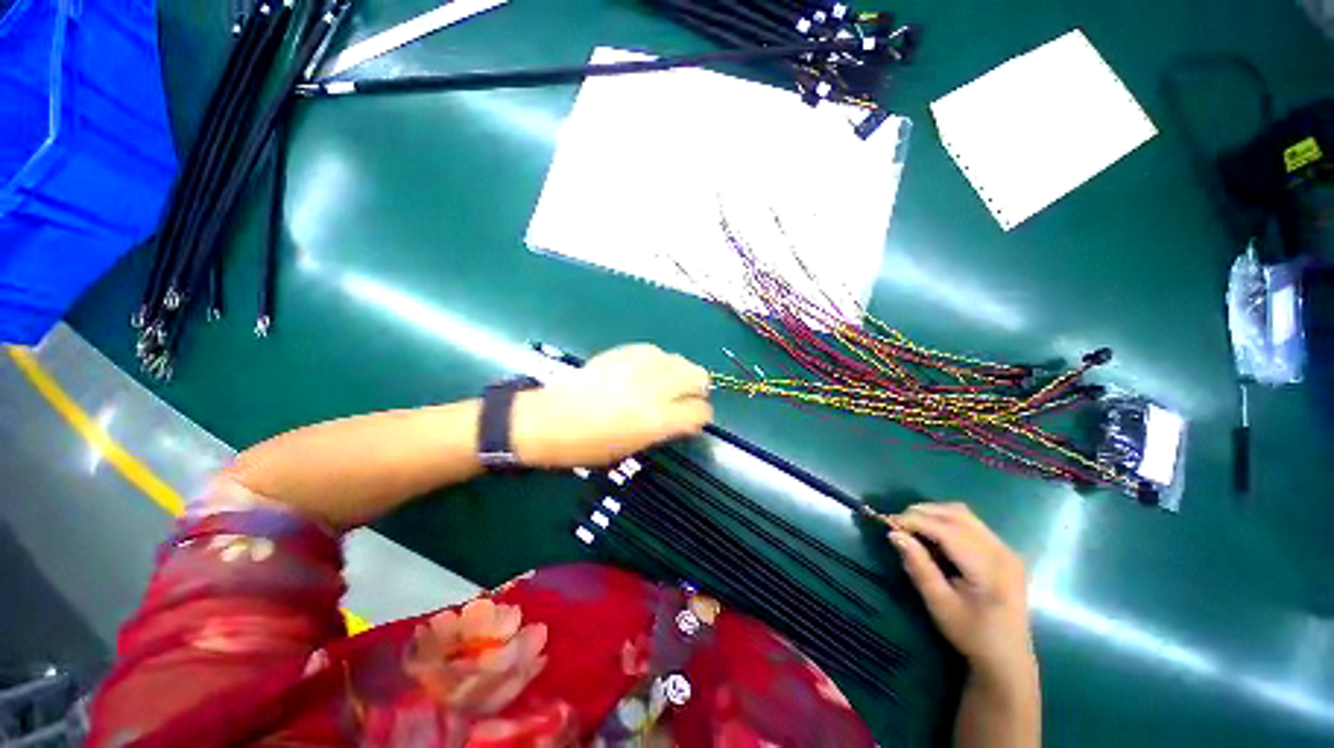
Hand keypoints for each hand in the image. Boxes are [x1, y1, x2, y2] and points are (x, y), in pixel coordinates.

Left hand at [512, 344, 712, 467]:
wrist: (551, 419)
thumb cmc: (590, 445)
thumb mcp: (634, 446)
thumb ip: (665, 428)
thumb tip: (684, 417)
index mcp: (658, 420)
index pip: (699, 411)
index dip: (702, 416)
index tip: (695, 418)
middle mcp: (655, 389)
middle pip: (698, 376)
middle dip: (698, 387)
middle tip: (687, 396)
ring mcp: (640, 367)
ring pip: (679, 359)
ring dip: (680, 372)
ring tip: (667, 382)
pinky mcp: (624, 352)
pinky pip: (655, 351)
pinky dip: (659, 361)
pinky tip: (648, 370)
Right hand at [887, 504, 1034, 682]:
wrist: (1007, 658)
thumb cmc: (971, 634)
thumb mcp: (939, 603)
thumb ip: (918, 566)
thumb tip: (894, 534)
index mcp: (989, 568)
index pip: (947, 530)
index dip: (915, 521)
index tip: (887, 523)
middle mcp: (1001, 551)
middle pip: (957, 515)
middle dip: (922, 513)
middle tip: (897, 524)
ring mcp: (1005, 549)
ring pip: (963, 515)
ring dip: (934, 514)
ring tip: (912, 527)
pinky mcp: (1002, 552)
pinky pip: (970, 524)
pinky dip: (946, 522)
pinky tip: (933, 536)